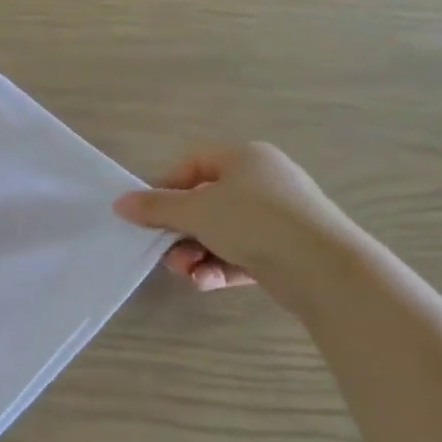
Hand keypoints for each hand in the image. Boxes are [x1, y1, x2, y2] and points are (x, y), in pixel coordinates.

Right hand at [113, 143, 359, 306]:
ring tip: (189, 272)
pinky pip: (238, 255)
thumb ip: (154, 208)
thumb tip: (119, 203)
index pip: (192, 165)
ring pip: (217, 234)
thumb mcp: (195, 211)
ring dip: (194, 255)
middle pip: (202, 204)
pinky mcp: (282, 250)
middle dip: (178, 233)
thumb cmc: (254, 222)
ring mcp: (275, 218)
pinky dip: (218, 268)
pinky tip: (207, 282)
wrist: (322, 266)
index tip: (145, 215)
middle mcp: (262, 183)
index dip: (164, 188)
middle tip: (165, 253)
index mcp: (245, 159)